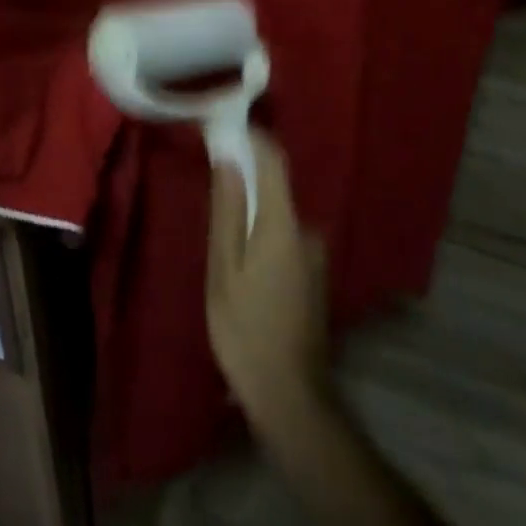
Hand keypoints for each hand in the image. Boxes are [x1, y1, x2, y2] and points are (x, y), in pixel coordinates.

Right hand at [206, 129, 333, 442]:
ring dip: (252, 214)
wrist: (291, 397)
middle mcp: (308, 231)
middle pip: (275, 188)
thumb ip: (227, 212)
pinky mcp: (315, 276)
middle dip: (244, 181)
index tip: (224, 128)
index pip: (273, 161)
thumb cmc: (245, 330)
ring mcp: (316, 255)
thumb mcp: (223, 270)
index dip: (251, 138)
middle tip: (209, 191)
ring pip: (278, 216)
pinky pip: (285, 237)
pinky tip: (243, 265)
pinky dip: (263, 235)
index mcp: (283, 224)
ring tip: (221, 237)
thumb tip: (228, 161)